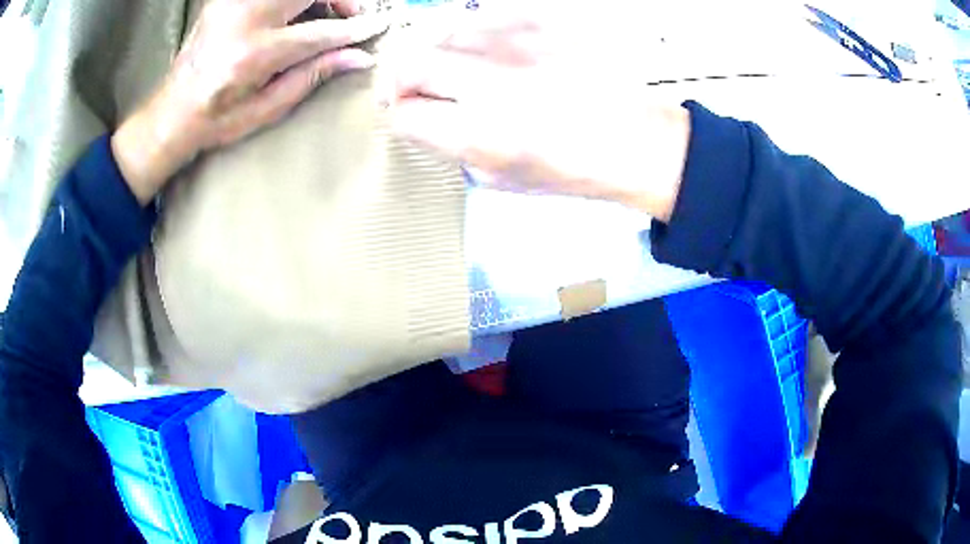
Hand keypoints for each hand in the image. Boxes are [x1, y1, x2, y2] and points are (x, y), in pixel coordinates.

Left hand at [112, 0, 387, 204]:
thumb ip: (312, 75)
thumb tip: (359, 56)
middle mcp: (243, 18)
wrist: (172, 110)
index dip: (355, 28)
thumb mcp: (266, 109)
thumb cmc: (217, 119)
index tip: (381, 25)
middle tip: (353, 16)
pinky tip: (299, 11)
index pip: (319, 32)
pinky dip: (294, 0)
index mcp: (253, 54)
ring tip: (328, 13)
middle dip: (342, 0)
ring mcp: (233, 2)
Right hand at [392, 2, 690, 221]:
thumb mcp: (499, 177)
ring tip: (462, 74)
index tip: (409, 116)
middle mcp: (493, 80)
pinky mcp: (540, 21)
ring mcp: (518, 43)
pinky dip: (476, 38)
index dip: (401, 116)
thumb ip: (448, 145)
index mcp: (483, 134)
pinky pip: (482, 20)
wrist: (637, 138)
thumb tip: (420, 117)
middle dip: (404, 81)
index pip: (404, 113)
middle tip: (419, 92)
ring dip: (439, 56)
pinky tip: (495, 55)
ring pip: (442, 35)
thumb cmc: (573, 167)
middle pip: (409, 63)